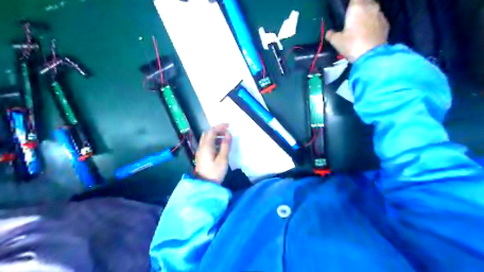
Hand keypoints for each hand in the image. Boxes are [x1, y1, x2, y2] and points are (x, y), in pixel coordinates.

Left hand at [194, 123, 231, 182]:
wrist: (205, 184)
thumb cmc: (215, 172)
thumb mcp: (223, 159)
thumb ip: (225, 145)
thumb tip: (228, 134)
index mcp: (206, 146)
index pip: (212, 131)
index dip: (220, 126)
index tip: (229, 126)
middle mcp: (202, 146)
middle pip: (208, 133)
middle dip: (217, 130)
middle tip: (227, 132)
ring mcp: (200, 151)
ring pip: (207, 138)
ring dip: (215, 136)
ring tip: (225, 139)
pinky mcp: (201, 156)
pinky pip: (207, 144)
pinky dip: (213, 141)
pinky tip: (220, 146)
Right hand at [324, 0, 388, 61]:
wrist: (372, 56)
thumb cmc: (352, 45)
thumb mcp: (337, 42)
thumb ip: (332, 35)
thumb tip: (329, 33)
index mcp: (357, 7)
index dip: (350, 3)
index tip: (346, 11)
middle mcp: (370, 6)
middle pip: (365, 1)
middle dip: (359, 6)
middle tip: (352, 16)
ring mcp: (380, 14)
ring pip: (372, 8)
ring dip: (366, 13)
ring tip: (360, 24)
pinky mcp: (386, 23)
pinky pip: (377, 18)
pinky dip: (373, 22)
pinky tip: (368, 31)